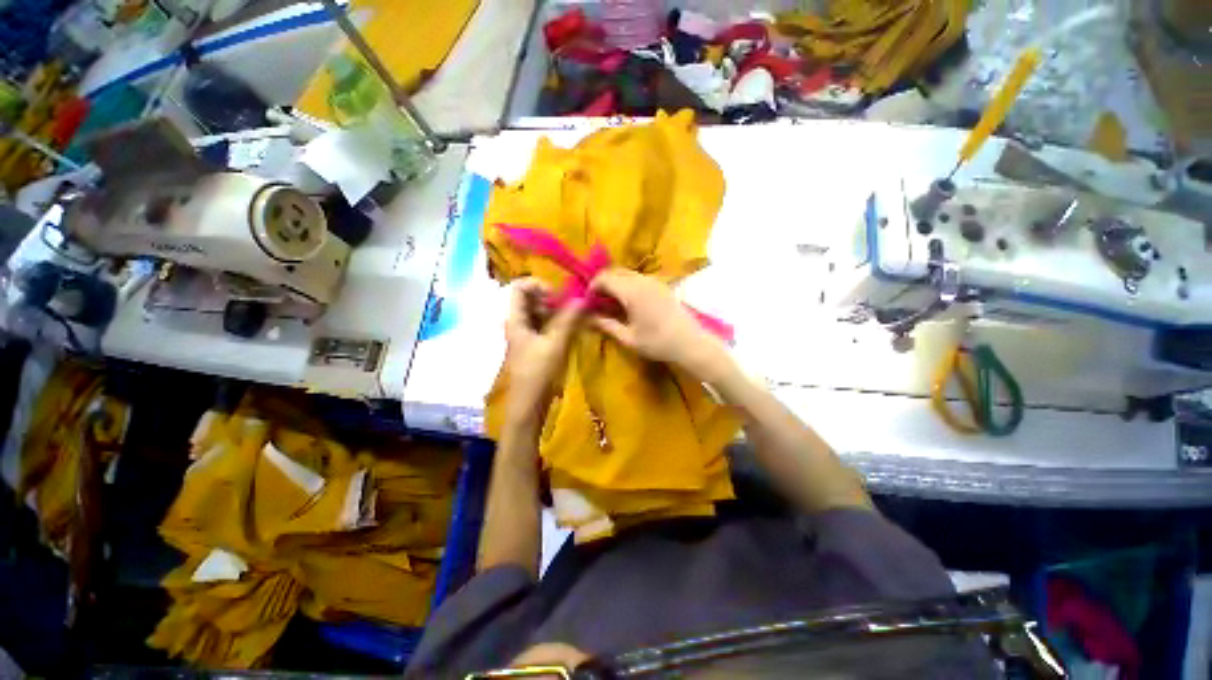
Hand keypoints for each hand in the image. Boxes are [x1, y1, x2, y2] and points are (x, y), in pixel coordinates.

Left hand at [503, 279, 583, 425]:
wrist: (529, 403)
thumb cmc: (538, 372)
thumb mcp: (555, 344)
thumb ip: (568, 319)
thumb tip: (582, 298)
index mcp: (516, 319)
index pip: (519, 287)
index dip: (538, 284)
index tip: (557, 295)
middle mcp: (519, 322)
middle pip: (531, 298)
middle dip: (551, 297)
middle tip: (571, 304)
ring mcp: (526, 333)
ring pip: (540, 311)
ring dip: (557, 309)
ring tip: (574, 315)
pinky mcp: (535, 343)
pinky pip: (545, 324)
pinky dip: (557, 321)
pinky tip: (571, 326)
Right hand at [589, 269, 726, 378]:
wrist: (690, 343)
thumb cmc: (658, 343)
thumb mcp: (628, 338)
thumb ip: (606, 325)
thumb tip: (587, 318)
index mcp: (632, 292)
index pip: (604, 278)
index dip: (592, 287)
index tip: (587, 301)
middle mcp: (642, 280)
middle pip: (615, 271)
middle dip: (602, 283)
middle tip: (597, 301)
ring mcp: (654, 281)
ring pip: (627, 273)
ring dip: (615, 283)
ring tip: (611, 303)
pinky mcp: (662, 286)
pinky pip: (639, 278)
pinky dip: (627, 284)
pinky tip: (628, 302)